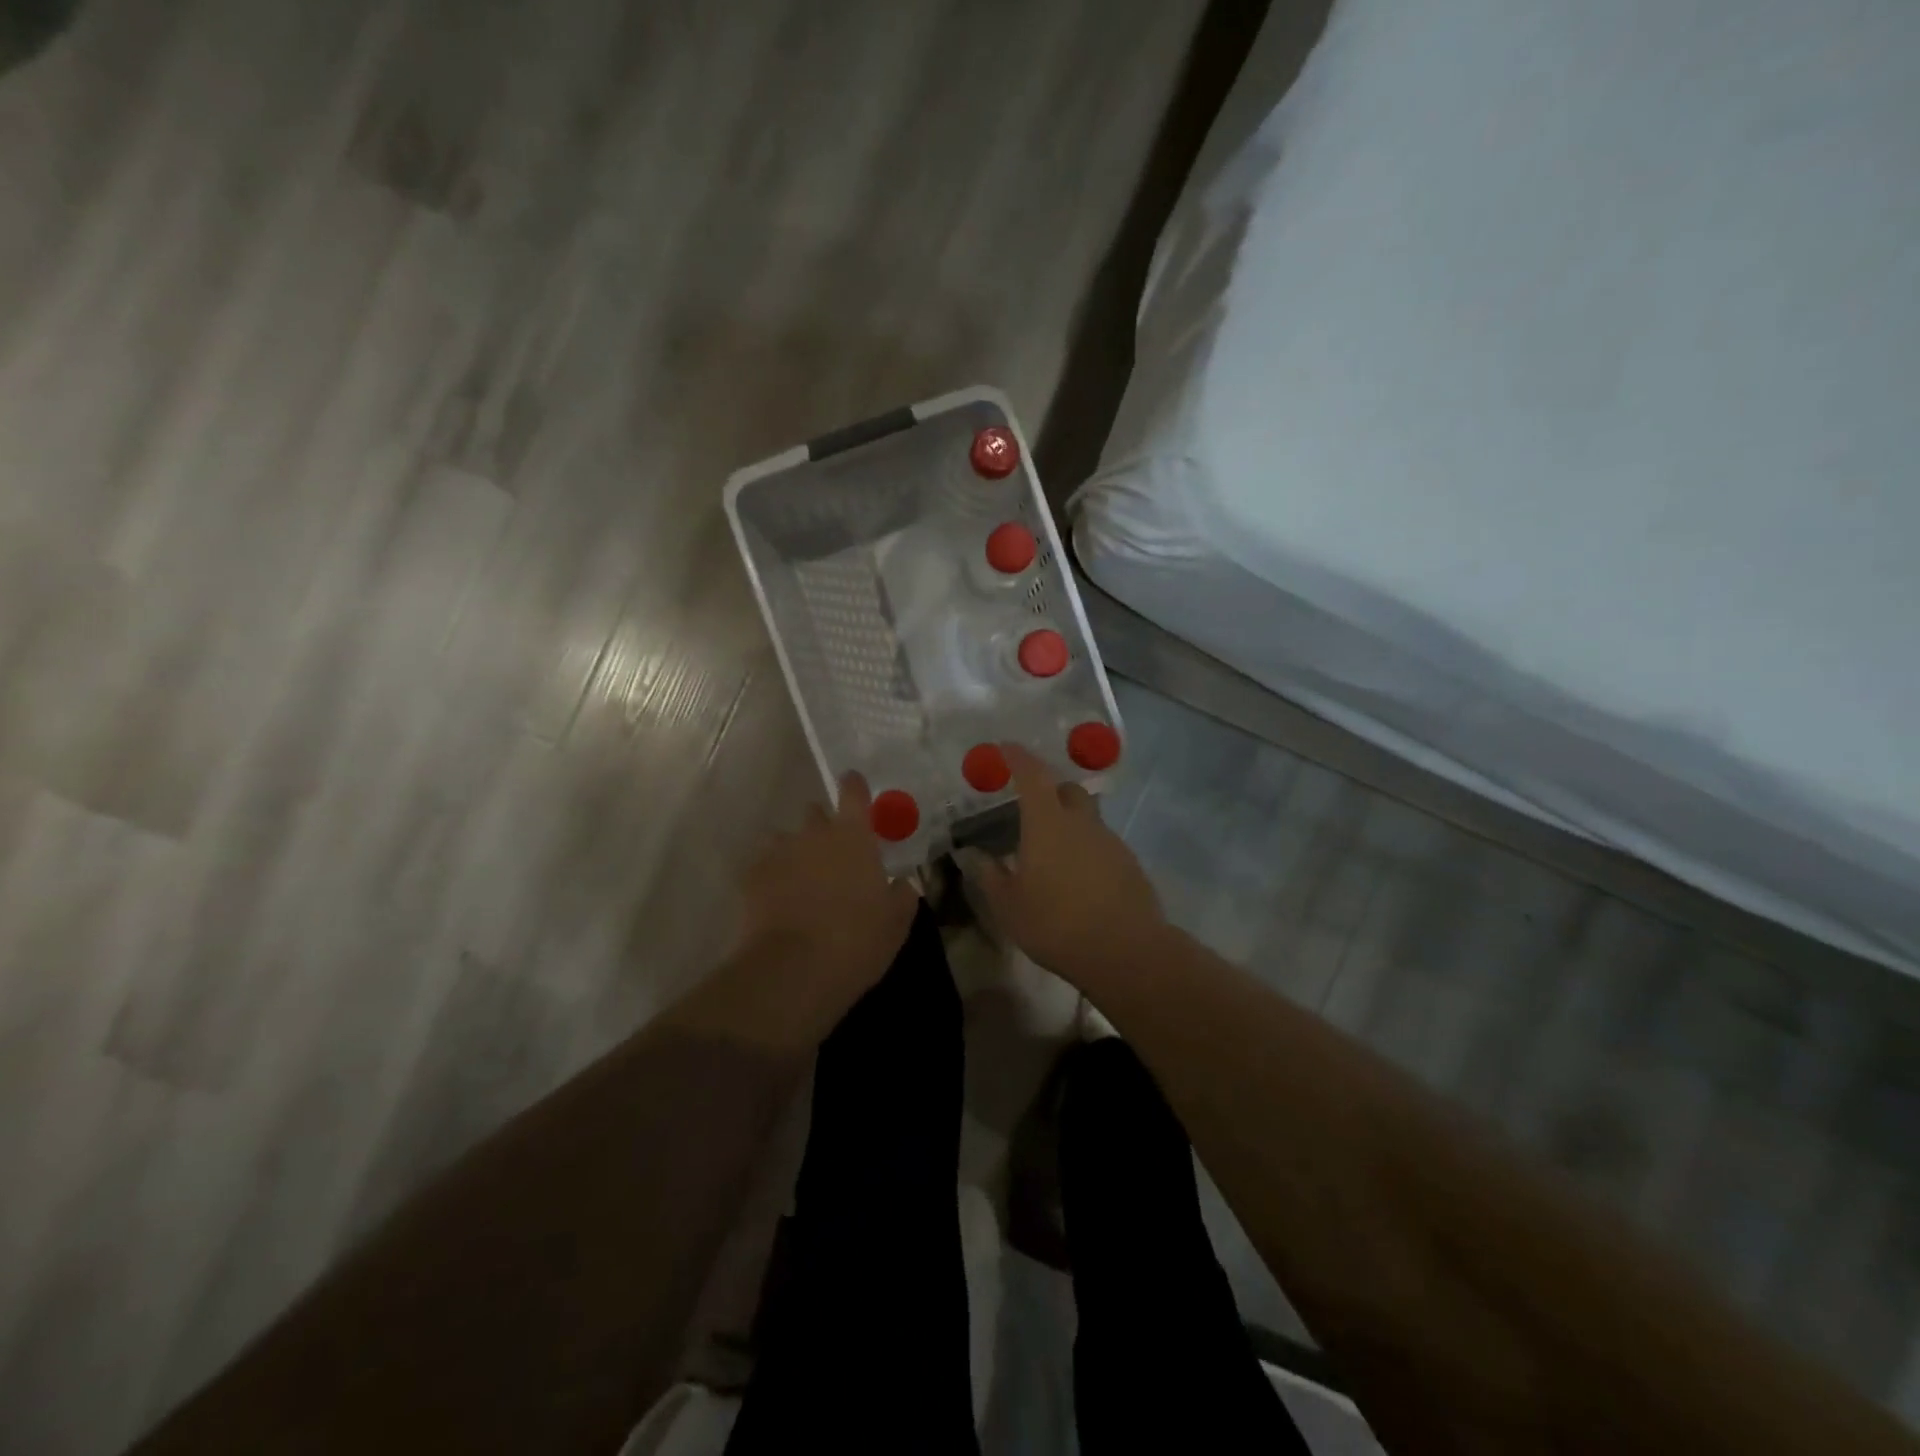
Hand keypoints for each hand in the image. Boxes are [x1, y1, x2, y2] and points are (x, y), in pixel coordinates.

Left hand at [694, 773, 919, 1048]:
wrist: (793, 970)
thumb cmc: (856, 941)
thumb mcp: (896, 923)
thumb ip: (902, 895)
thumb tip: (902, 883)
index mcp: (853, 836)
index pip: (853, 792)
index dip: (854, 786)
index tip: (854, 784)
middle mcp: (814, 834)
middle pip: (815, 813)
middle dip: (824, 826)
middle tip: (834, 854)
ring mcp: (778, 853)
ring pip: (785, 839)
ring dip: (795, 852)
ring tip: (802, 881)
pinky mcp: (751, 878)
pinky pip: (763, 866)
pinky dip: (772, 877)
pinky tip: (778, 901)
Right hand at [970, 744, 1164, 990]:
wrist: (1126, 951)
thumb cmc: (1056, 924)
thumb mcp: (1009, 906)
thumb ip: (990, 876)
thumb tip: (972, 855)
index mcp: (1047, 823)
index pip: (1033, 775)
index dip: (1018, 758)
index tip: (1007, 748)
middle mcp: (1081, 822)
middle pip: (1067, 790)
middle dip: (1049, 789)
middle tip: (1031, 806)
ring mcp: (1110, 841)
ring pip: (1087, 818)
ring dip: (1069, 824)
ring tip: (1053, 853)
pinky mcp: (1130, 863)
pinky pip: (1102, 844)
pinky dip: (1087, 850)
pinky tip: (1078, 879)